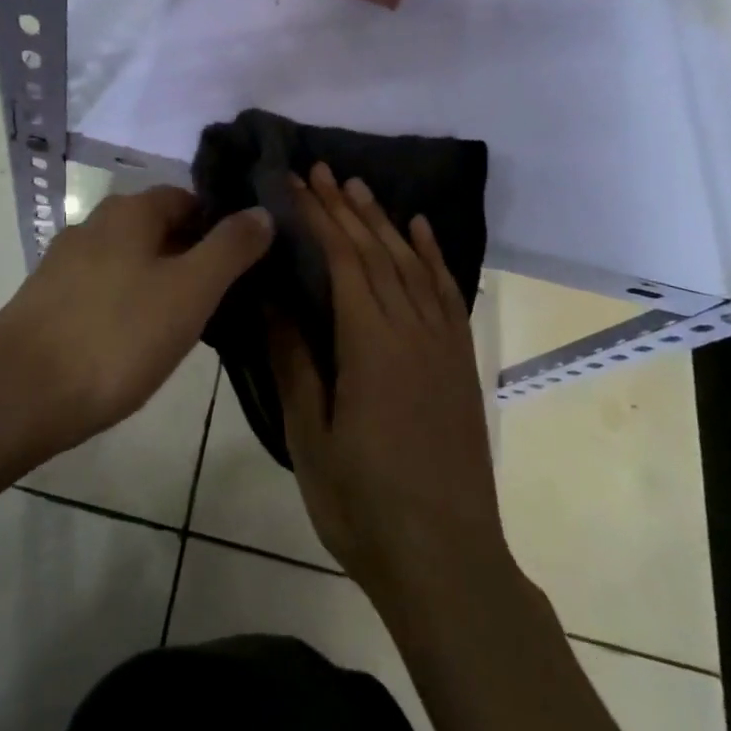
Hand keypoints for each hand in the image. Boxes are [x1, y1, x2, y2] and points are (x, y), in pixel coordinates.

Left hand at [0, 186, 271, 451]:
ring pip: (128, 262)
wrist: (18, 394)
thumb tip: (262, 210)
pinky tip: (134, 343)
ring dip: (158, 283)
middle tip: (220, 300)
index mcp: (129, 212)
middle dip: (190, 257)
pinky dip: (126, 306)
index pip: (187, 199)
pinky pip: (102, 291)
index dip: (219, 225)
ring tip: (184, 326)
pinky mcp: (46, 301)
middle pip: (156, 230)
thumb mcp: (190, 291)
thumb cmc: (117, 336)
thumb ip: (230, 248)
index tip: (243, 264)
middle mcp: (93, 225)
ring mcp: (63, 263)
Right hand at [273, 164, 504, 610]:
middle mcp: (412, 331)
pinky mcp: (459, 362)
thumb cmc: (363, 504)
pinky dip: (433, 256)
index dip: (317, 217)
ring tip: (358, 188)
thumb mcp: (310, 437)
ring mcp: (442, 345)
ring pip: (412, 265)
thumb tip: (271, 297)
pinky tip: (422, 231)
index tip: (294, 182)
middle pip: (377, 252)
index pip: (343, 260)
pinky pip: (447, 294)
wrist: (446, 561)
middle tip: (319, 169)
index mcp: (371, 345)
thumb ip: (294, 361)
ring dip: (384, 222)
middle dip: (345, 207)